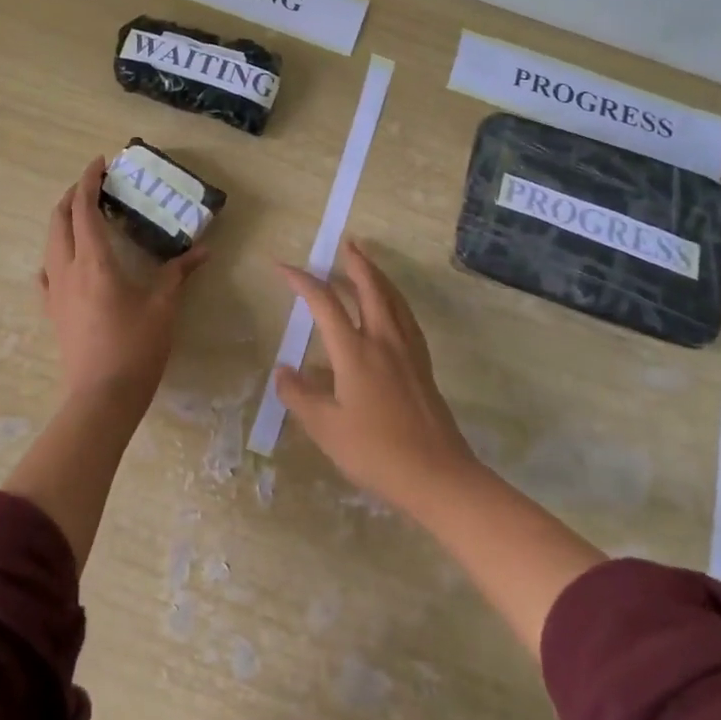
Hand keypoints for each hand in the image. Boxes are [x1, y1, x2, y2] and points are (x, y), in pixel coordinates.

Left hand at [37, 158, 207, 414]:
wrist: (101, 398)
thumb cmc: (135, 348)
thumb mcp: (163, 307)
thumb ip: (179, 274)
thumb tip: (203, 251)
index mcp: (94, 261)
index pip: (84, 209)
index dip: (89, 181)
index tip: (99, 162)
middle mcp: (67, 269)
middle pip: (60, 219)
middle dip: (74, 195)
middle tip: (94, 186)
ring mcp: (55, 292)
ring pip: (50, 243)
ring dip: (63, 221)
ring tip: (83, 216)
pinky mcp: (52, 313)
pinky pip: (46, 273)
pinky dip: (54, 255)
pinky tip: (63, 262)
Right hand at [275, 239, 478, 512]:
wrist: (437, 476)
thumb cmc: (376, 452)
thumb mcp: (326, 429)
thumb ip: (300, 396)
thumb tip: (283, 370)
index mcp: (355, 352)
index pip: (325, 303)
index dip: (302, 281)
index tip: (282, 267)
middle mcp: (383, 341)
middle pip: (370, 288)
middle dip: (356, 263)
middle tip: (346, 243)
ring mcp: (408, 351)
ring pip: (393, 299)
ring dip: (378, 276)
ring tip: (367, 264)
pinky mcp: (423, 365)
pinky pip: (406, 317)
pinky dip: (394, 299)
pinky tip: (392, 308)